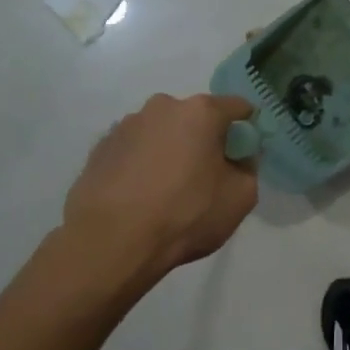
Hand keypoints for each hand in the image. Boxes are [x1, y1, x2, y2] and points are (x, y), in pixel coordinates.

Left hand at [63, 93, 258, 275]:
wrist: (111, 242)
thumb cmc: (185, 215)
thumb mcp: (241, 197)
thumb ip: (249, 168)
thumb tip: (237, 158)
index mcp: (201, 112)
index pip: (238, 107)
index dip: (247, 129)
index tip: (245, 155)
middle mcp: (162, 107)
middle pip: (196, 117)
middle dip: (205, 139)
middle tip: (206, 176)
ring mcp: (126, 125)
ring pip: (163, 132)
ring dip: (172, 150)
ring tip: (167, 189)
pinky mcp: (100, 147)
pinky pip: (135, 149)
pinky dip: (143, 163)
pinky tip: (141, 194)